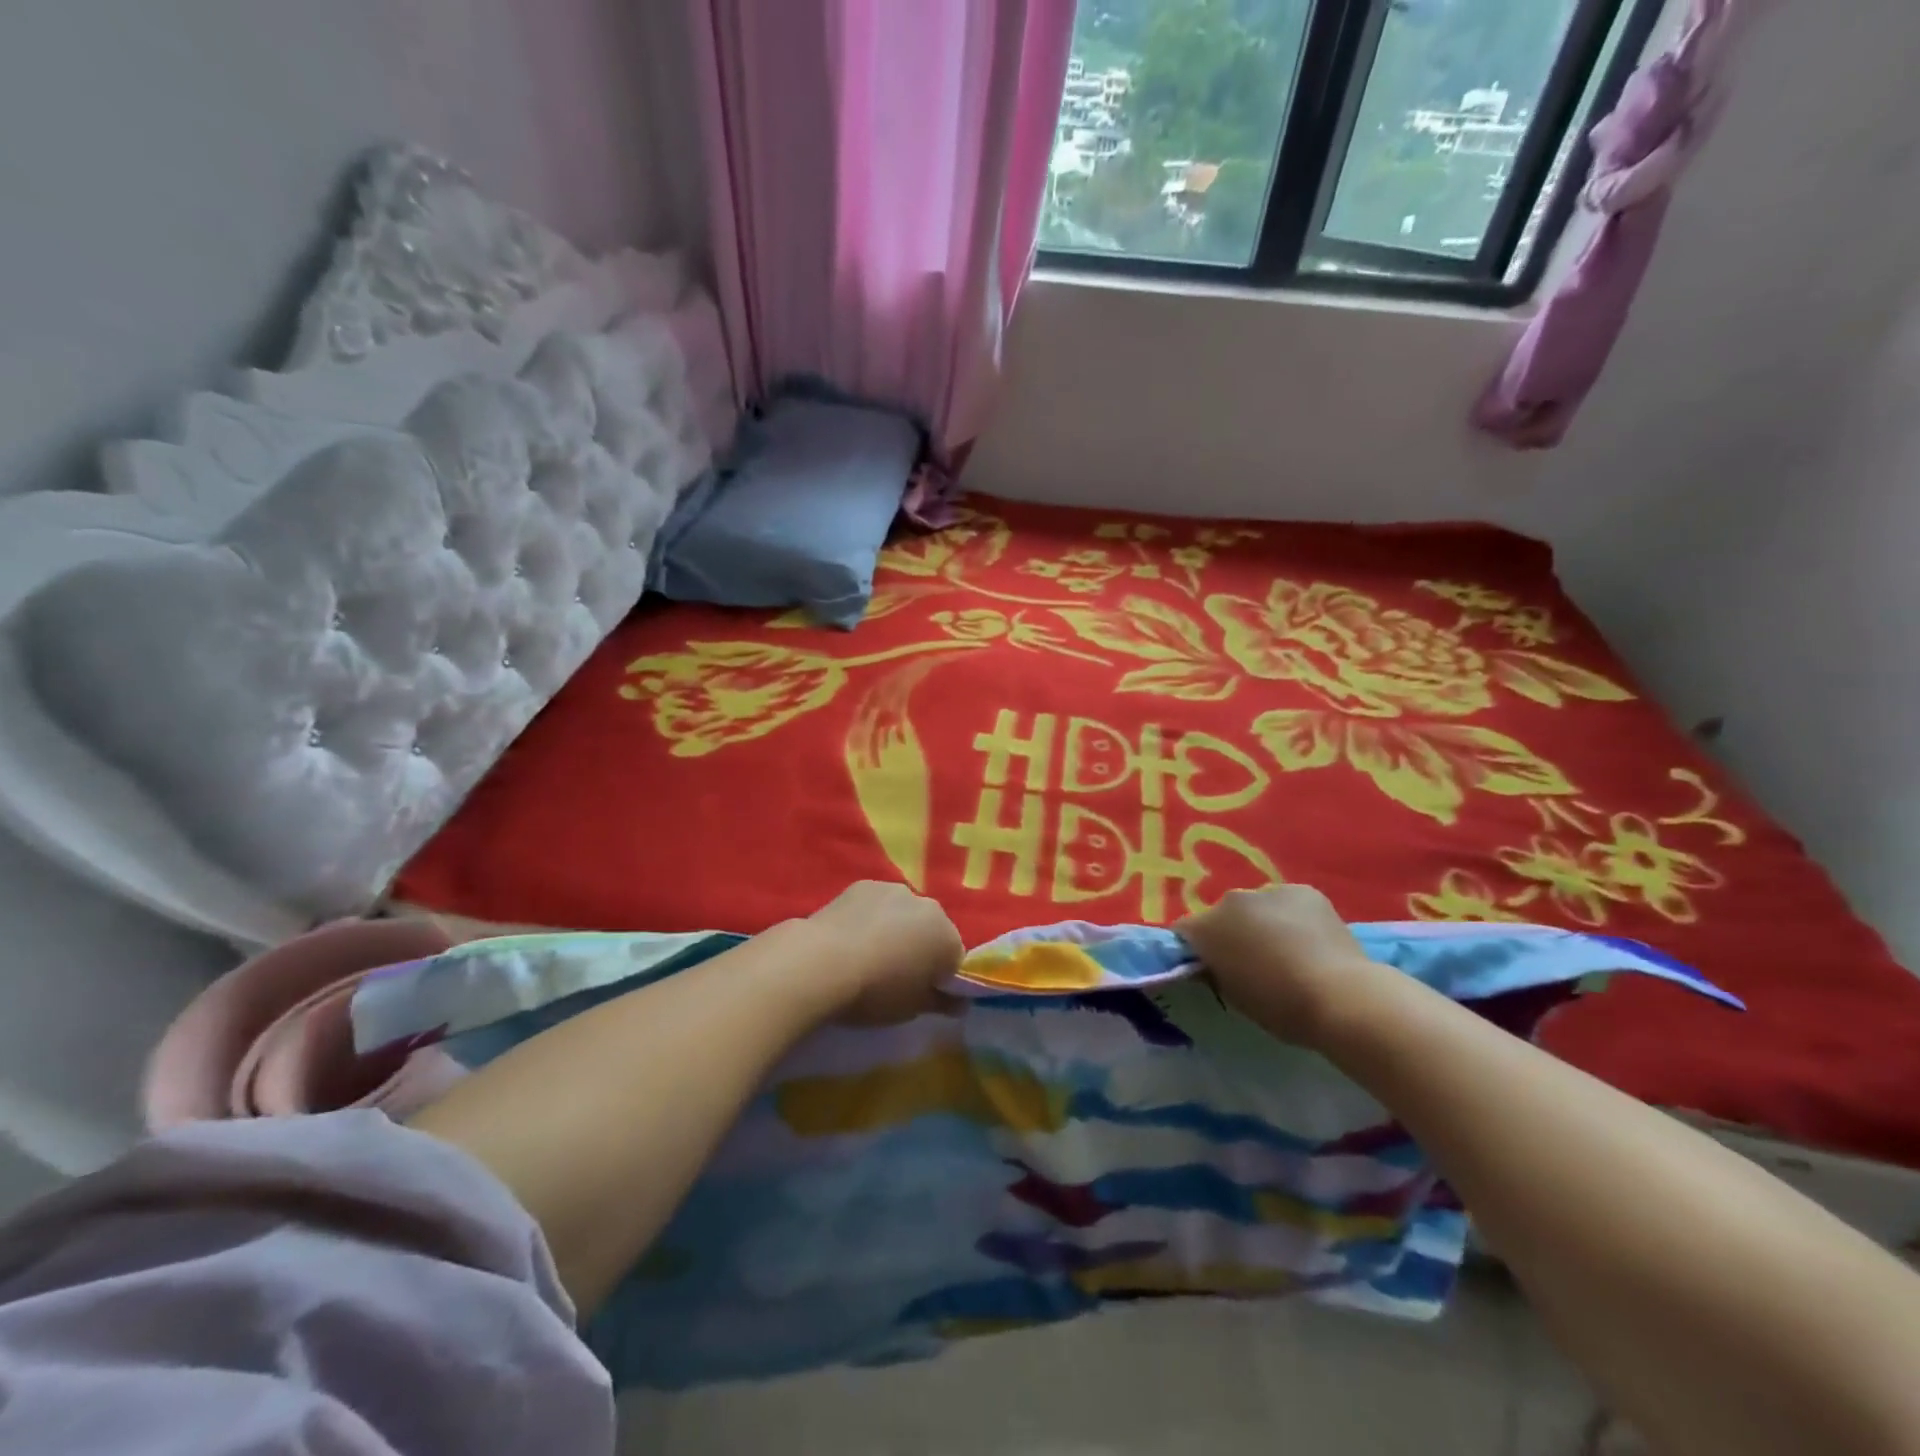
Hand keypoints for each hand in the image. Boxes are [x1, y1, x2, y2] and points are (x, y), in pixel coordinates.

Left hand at [805, 881, 964, 1024]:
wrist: (822, 962)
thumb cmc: (875, 992)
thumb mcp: (911, 1009)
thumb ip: (940, 1003)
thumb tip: (959, 1003)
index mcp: (947, 937)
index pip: (955, 959)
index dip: (940, 977)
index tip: (920, 991)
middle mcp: (928, 906)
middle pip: (931, 930)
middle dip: (920, 948)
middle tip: (895, 975)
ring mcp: (895, 890)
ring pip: (904, 913)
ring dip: (896, 929)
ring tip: (868, 955)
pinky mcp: (864, 884)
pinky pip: (876, 904)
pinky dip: (870, 917)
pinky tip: (850, 937)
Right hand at [1177, 885, 1379, 1046]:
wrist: (1340, 996)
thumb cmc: (1280, 1006)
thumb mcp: (1234, 997)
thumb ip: (1216, 972)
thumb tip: (1214, 964)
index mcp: (1205, 928)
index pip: (1185, 932)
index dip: (1196, 950)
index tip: (1210, 968)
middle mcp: (1230, 901)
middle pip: (1222, 916)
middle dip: (1232, 934)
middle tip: (1253, 962)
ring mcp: (1268, 891)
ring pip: (1257, 907)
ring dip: (1263, 923)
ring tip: (1288, 951)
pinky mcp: (1304, 890)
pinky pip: (1288, 903)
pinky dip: (1293, 918)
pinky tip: (1312, 941)